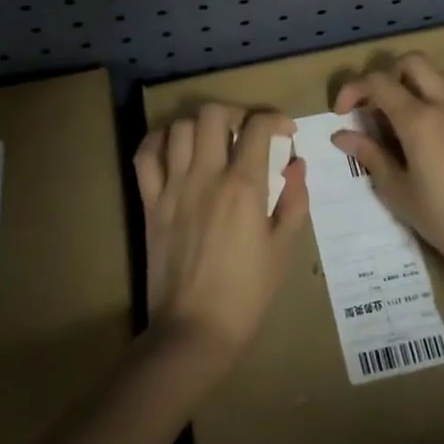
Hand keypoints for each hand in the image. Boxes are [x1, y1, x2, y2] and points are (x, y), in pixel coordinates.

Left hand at [133, 105, 309, 366]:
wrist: (194, 331)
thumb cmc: (247, 294)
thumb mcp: (283, 249)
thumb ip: (294, 201)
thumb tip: (297, 164)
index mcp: (244, 186)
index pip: (258, 126)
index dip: (275, 118)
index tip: (285, 131)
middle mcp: (206, 176)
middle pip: (213, 114)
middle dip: (235, 112)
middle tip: (246, 131)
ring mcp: (173, 187)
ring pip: (179, 128)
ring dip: (200, 126)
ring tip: (213, 141)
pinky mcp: (150, 203)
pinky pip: (145, 156)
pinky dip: (158, 141)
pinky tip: (173, 147)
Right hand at [332, 53, 443, 282]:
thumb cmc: (443, 220)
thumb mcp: (398, 192)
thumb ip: (370, 156)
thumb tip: (341, 135)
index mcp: (418, 120)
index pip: (378, 82)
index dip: (354, 89)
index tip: (344, 112)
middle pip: (414, 62)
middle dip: (389, 75)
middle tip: (380, 105)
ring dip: (422, 85)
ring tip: (414, 116)